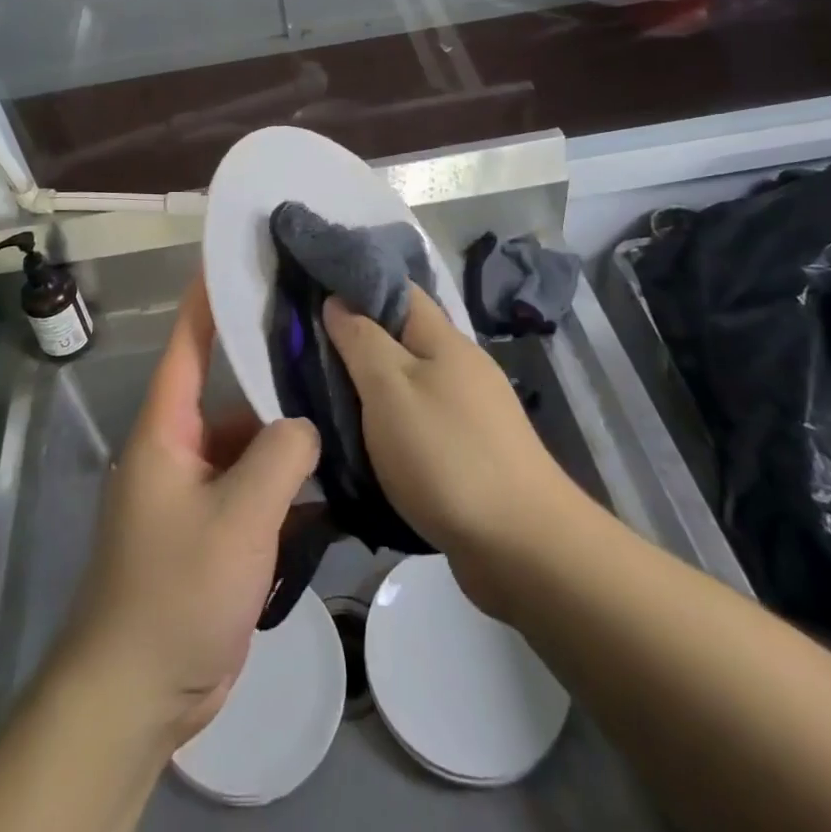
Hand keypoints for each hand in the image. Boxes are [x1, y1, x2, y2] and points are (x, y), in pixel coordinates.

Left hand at [57, 276, 319, 749]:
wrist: (138, 694)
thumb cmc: (177, 590)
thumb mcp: (238, 518)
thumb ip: (280, 457)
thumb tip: (306, 425)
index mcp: (166, 431)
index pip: (187, 346)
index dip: (207, 300)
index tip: (236, 259)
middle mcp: (178, 450)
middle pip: (231, 397)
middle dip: (273, 376)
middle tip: (327, 345)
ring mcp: (196, 493)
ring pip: (248, 447)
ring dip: (287, 440)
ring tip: (344, 412)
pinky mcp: (214, 532)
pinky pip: (254, 491)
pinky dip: (287, 486)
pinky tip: (333, 480)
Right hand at [323, 286, 581, 615]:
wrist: (523, 548)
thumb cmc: (446, 455)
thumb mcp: (389, 389)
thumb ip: (361, 340)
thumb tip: (338, 300)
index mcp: (444, 339)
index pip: (398, 289)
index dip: (357, 283)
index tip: (312, 289)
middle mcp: (461, 366)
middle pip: (403, 336)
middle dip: (358, 338)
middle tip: (306, 348)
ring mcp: (471, 410)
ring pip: (410, 381)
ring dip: (372, 384)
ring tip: (326, 393)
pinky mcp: (471, 451)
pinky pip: (420, 419)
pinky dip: (391, 421)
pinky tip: (366, 439)